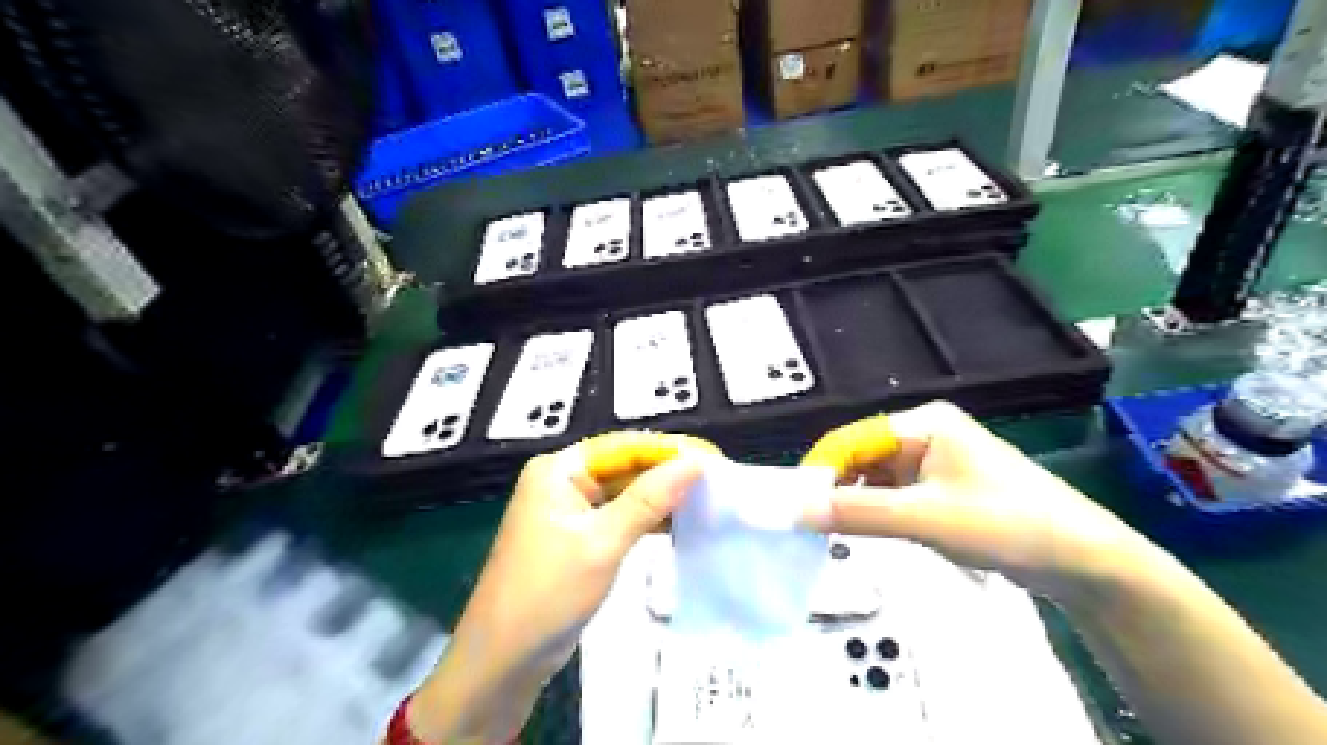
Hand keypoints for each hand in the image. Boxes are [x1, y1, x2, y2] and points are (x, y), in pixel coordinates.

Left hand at [406, 431, 714, 744]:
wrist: (502, 661)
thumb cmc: (547, 594)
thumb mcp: (602, 543)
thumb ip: (649, 499)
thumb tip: (696, 463)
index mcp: (560, 469)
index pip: (625, 446)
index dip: (670, 450)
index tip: (714, 457)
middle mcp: (564, 480)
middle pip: (625, 465)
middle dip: (668, 472)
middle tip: (718, 478)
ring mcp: (570, 510)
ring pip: (625, 491)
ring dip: (661, 495)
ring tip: (708, 496)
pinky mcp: (578, 536)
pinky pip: (619, 516)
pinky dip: (647, 518)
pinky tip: (680, 521)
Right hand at [797, 402, 1162, 599]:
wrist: (1083, 560)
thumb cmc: (1007, 524)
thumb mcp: (926, 518)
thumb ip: (858, 513)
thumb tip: (795, 509)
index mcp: (922, 423)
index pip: (852, 438)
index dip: (820, 468)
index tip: (793, 504)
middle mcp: (923, 433)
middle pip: (860, 455)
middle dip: (833, 486)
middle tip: (807, 524)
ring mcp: (933, 461)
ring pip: (873, 477)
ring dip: (852, 501)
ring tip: (830, 532)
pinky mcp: (940, 487)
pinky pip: (892, 493)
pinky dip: (874, 511)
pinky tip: (863, 532)